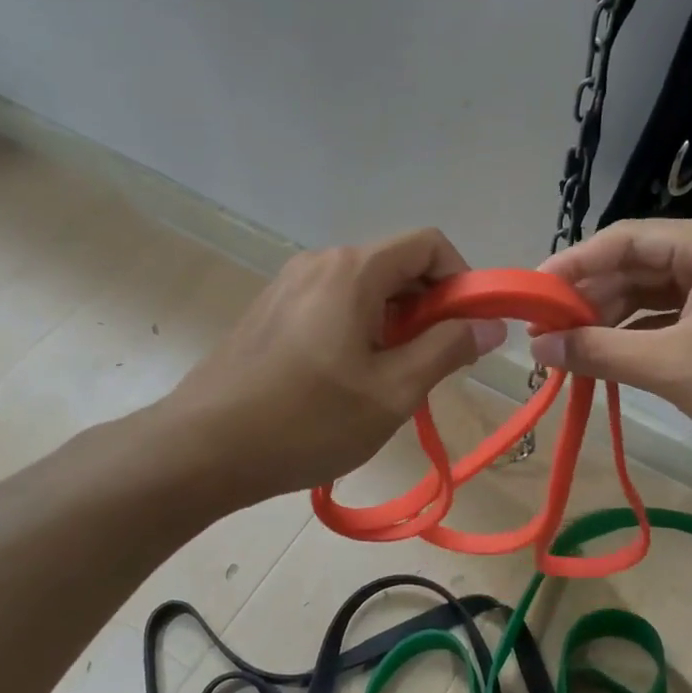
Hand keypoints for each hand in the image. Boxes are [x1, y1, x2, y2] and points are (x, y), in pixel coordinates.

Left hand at [161, 228, 503, 506]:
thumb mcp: (392, 392)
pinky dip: (360, 330)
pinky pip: (333, 305)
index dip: (461, 280)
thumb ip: (447, 349)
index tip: (468, 330)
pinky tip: (349, 381)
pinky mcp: (270, 311)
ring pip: (365, 289)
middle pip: (396, 264)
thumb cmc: (307, 421)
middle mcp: (320, 262)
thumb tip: (489, 325)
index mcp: (353, 270)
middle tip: (433, 365)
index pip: (429, 243)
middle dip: (429, 307)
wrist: (202, 449)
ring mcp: (289, 285)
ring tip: (391, 380)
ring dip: (395, 323)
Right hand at [530, 217, 691, 466]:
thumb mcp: (673, 367)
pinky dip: (642, 332)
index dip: (572, 265)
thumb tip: (537, 347)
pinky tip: (613, 354)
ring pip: (655, 290)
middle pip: (638, 263)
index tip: (531, 295)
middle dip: (590, 297)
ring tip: (572, 348)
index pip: (624, 239)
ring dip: (613, 317)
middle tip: (546, 331)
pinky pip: (676, 312)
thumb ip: (599, 351)